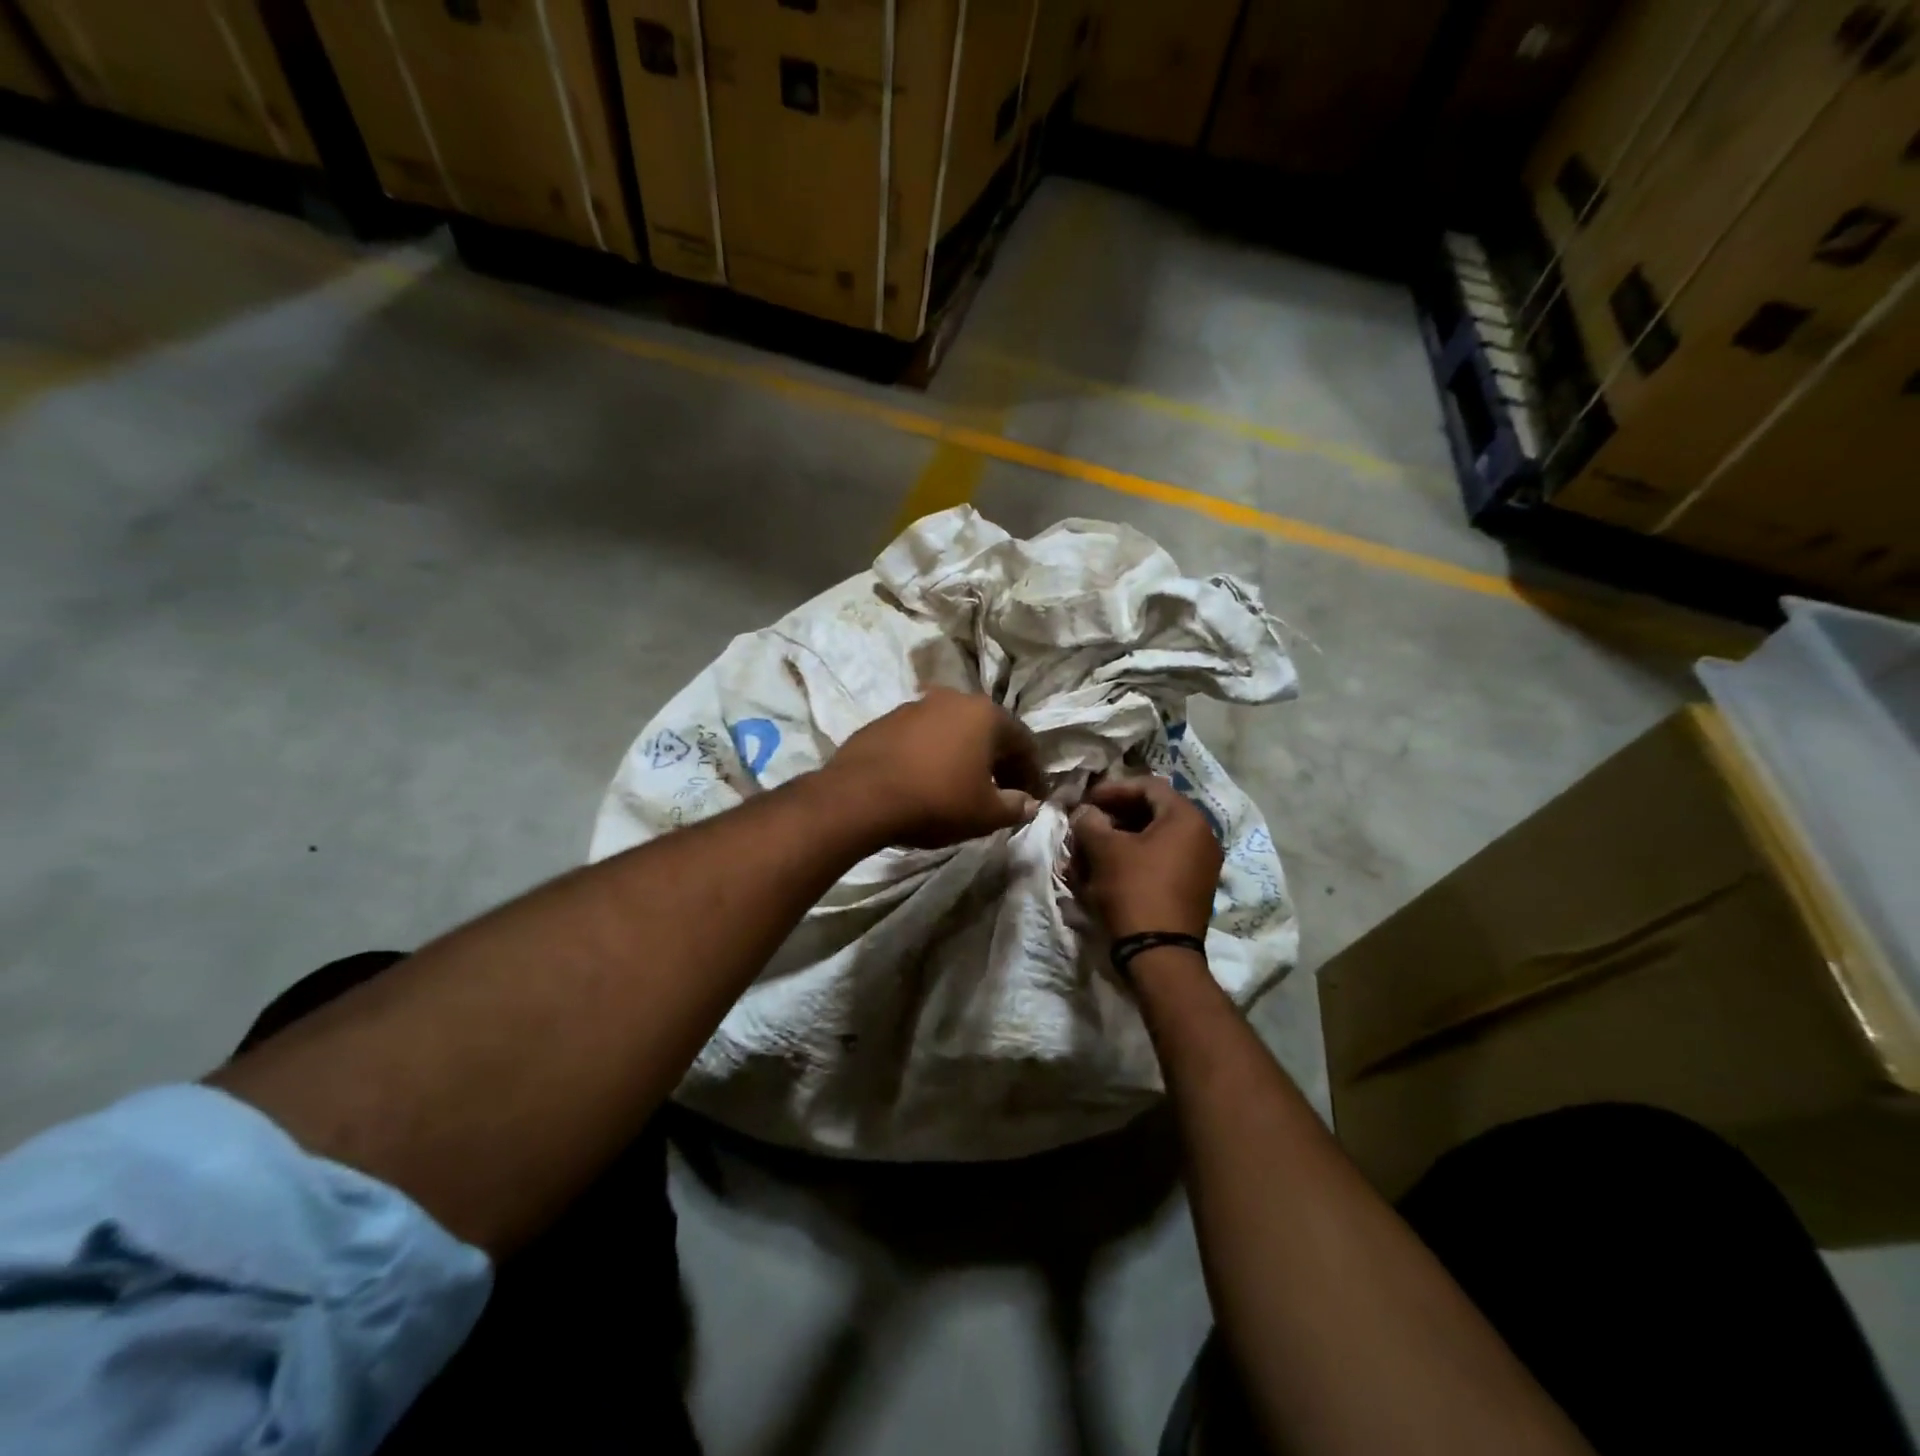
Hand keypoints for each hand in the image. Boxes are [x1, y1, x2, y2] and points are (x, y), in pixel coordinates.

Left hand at [824, 688, 1043, 849]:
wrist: (860, 796)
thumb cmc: (935, 800)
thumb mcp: (985, 814)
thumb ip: (1015, 806)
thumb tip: (1029, 802)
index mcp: (985, 714)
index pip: (1023, 742)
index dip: (1033, 772)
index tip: (1034, 797)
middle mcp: (953, 699)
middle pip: (988, 731)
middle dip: (1000, 762)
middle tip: (1003, 792)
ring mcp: (915, 706)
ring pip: (953, 731)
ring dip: (965, 755)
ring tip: (964, 786)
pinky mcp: (885, 720)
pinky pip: (922, 737)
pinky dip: (933, 755)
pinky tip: (927, 780)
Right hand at [1071, 775, 1221, 940]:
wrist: (1159, 955)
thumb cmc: (1133, 890)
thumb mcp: (1104, 850)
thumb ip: (1090, 821)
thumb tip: (1086, 813)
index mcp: (1187, 818)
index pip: (1148, 786)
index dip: (1113, 789)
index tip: (1086, 801)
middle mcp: (1202, 837)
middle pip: (1151, 813)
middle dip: (1113, 818)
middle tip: (1086, 827)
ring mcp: (1200, 865)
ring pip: (1152, 841)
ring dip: (1119, 842)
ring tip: (1089, 854)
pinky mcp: (1191, 890)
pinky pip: (1159, 863)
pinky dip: (1132, 862)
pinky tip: (1105, 874)